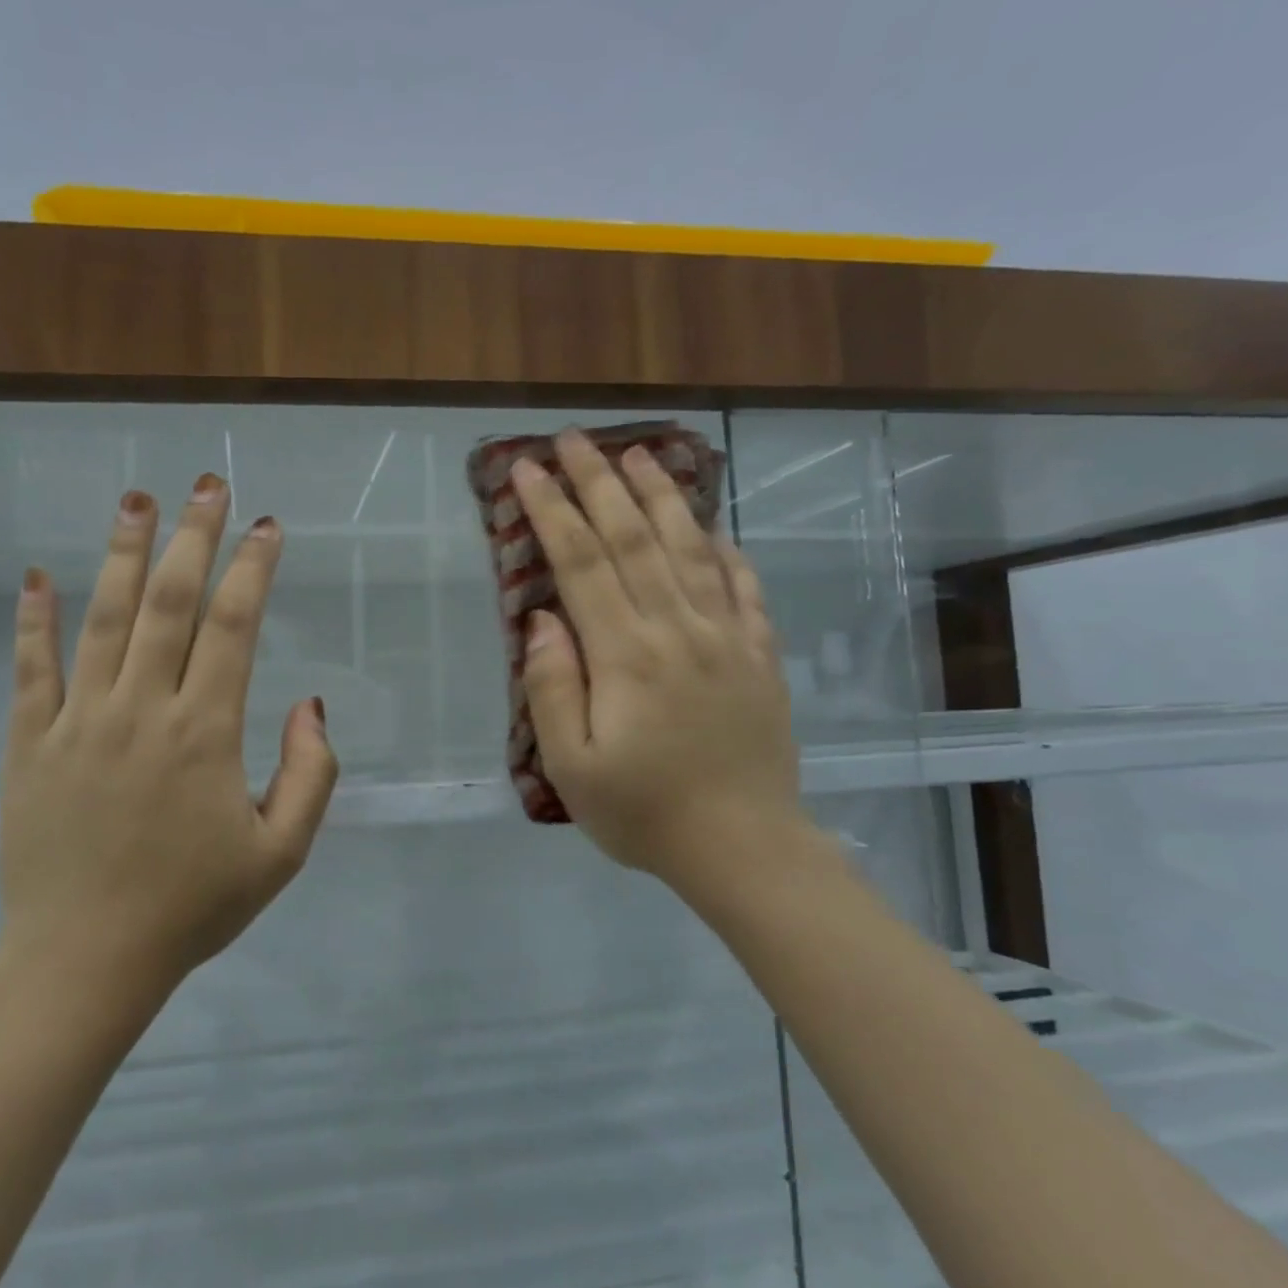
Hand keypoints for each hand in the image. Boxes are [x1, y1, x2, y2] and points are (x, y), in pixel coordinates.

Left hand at [0, 474, 337, 988]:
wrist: (86, 961)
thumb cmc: (191, 908)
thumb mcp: (280, 854)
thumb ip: (310, 774)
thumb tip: (310, 703)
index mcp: (206, 733)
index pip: (234, 627)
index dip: (253, 569)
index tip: (267, 527)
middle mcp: (143, 710)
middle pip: (169, 602)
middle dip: (192, 537)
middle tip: (207, 485)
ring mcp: (79, 722)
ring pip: (102, 618)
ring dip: (120, 553)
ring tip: (135, 500)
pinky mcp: (30, 744)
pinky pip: (32, 669)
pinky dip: (35, 619)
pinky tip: (37, 574)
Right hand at [512, 429, 806, 896]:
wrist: (743, 847)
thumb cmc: (642, 812)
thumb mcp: (570, 765)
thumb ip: (551, 686)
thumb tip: (542, 619)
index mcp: (625, 654)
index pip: (581, 562)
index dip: (552, 510)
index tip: (528, 470)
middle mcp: (677, 628)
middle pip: (633, 539)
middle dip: (599, 482)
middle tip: (575, 440)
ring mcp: (726, 637)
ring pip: (691, 549)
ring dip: (662, 498)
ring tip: (640, 455)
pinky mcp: (759, 656)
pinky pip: (743, 587)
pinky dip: (725, 550)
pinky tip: (713, 528)